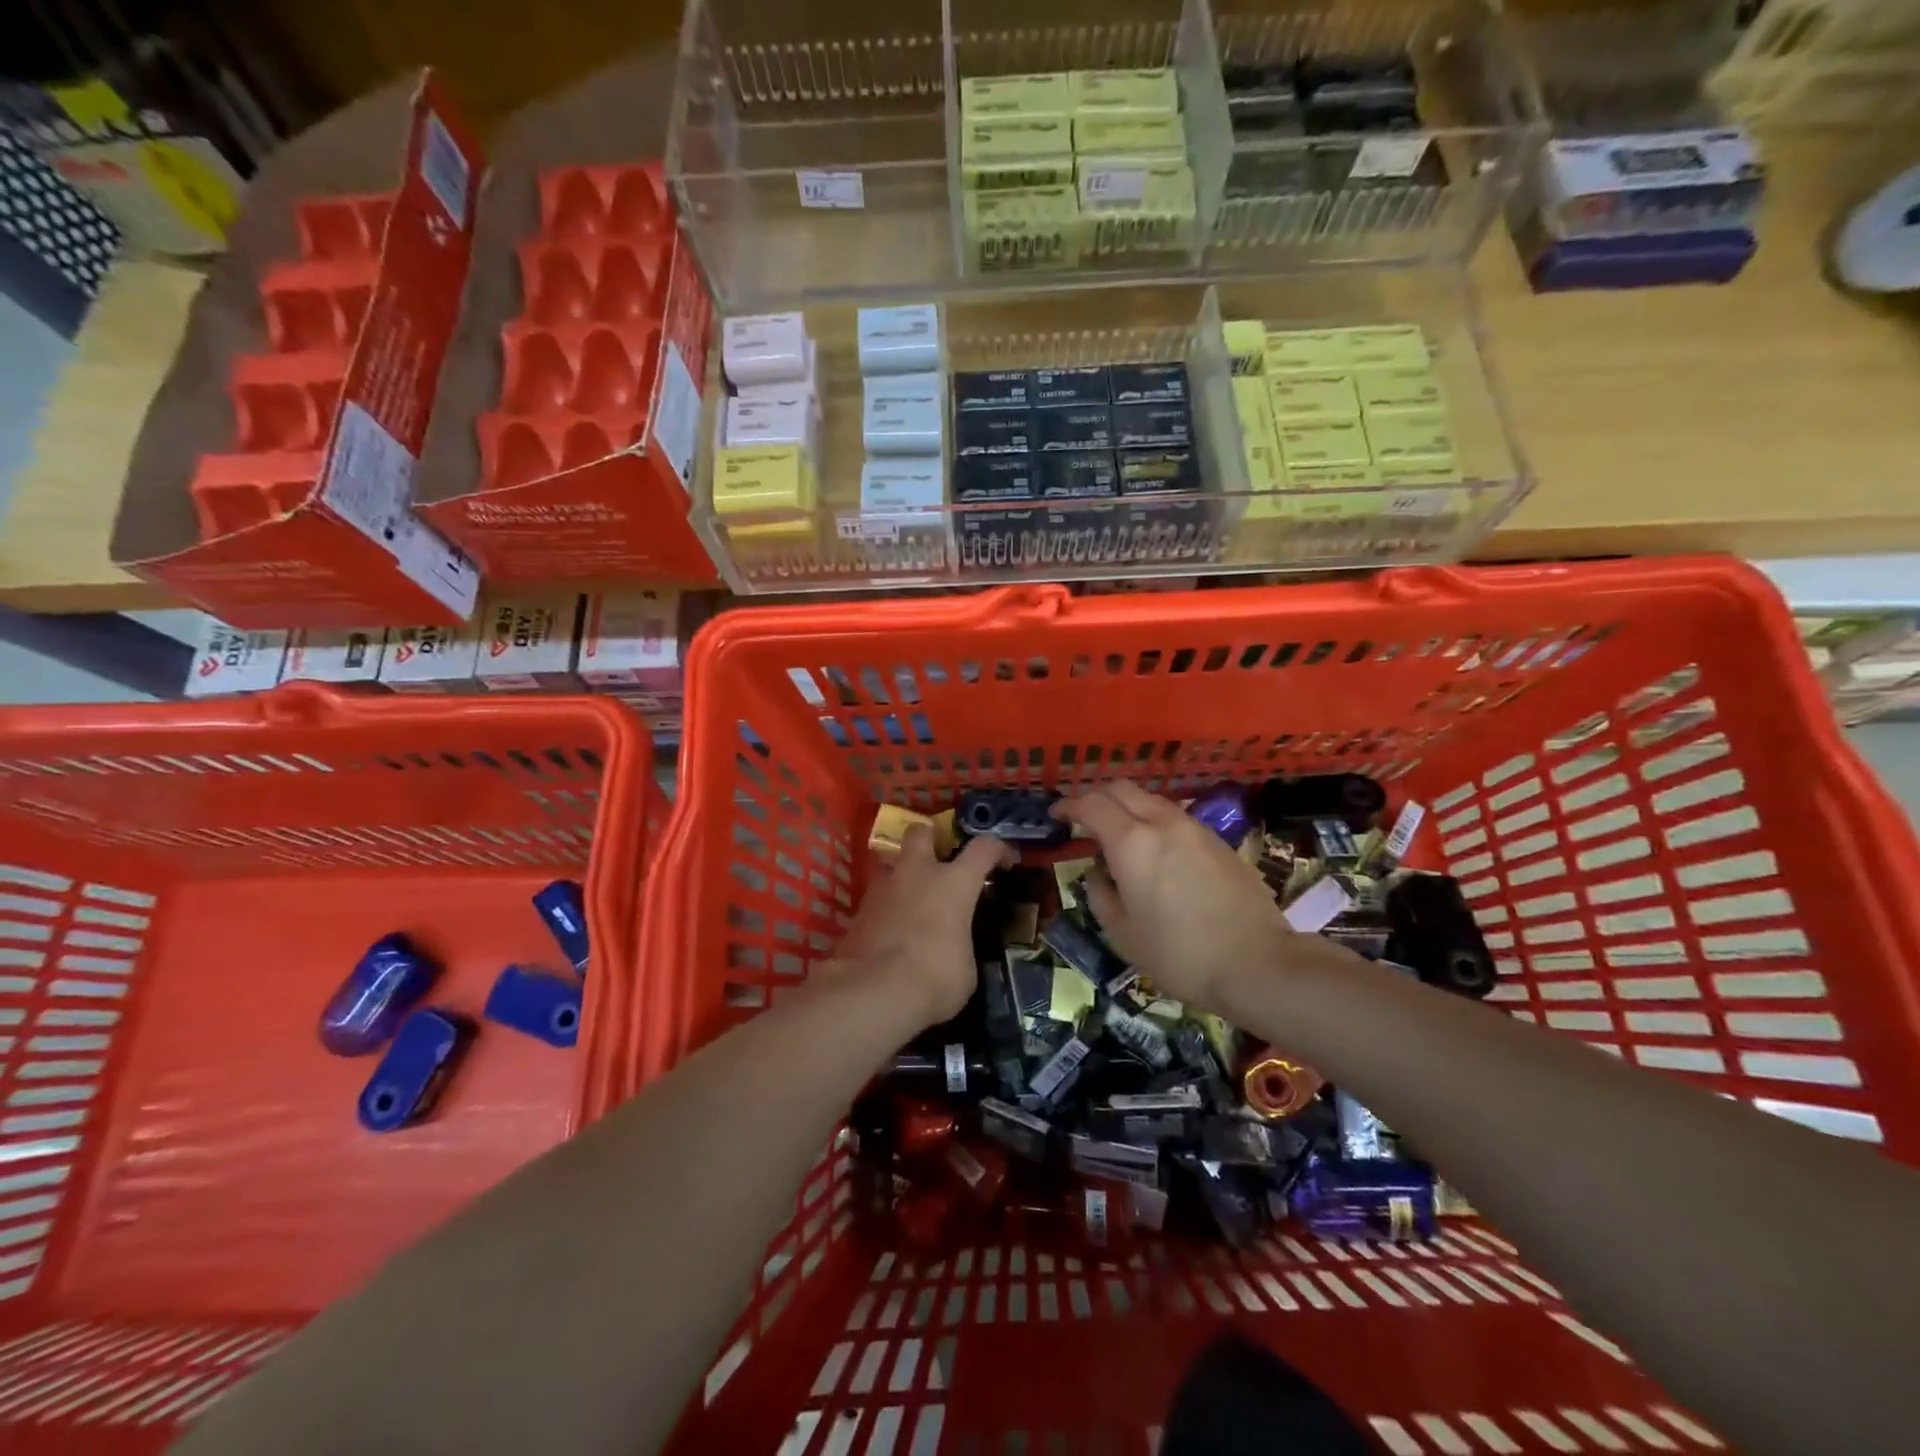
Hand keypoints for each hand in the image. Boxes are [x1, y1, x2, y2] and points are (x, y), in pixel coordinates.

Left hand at [830, 826, 1013, 1027]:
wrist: (873, 992)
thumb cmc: (935, 977)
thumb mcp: (965, 968)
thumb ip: (961, 945)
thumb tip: (953, 950)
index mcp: (954, 883)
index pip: (983, 848)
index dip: (998, 849)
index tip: (1005, 861)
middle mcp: (917, 873)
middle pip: (921, 832)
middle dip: (930, 839)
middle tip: (939, 860)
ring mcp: (882, 889)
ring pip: (892, 863)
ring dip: (903, 876)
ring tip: (912, 901)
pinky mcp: (857, 911)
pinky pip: (876, 899)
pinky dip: (886, 908)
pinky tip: (892, 931)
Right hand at [1056, 782, 1303, 1011]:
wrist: (1259, 964)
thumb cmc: (1180, 955)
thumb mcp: (1124, 935)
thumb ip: (1101, 896)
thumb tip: (1098, 873)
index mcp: (1131, 843)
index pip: (1091, 804)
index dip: (1069, 805)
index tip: (1057, 815)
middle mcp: (1162, 823)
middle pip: (1121, 788)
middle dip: (1096, 797)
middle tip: (1083, 819)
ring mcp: (1195, 828)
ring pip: (1151, 799)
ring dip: (1128, 807)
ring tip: (1119, 835)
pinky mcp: (1218, 841)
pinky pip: (1175, 817)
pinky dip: (1154, 821)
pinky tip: (1156, 851)